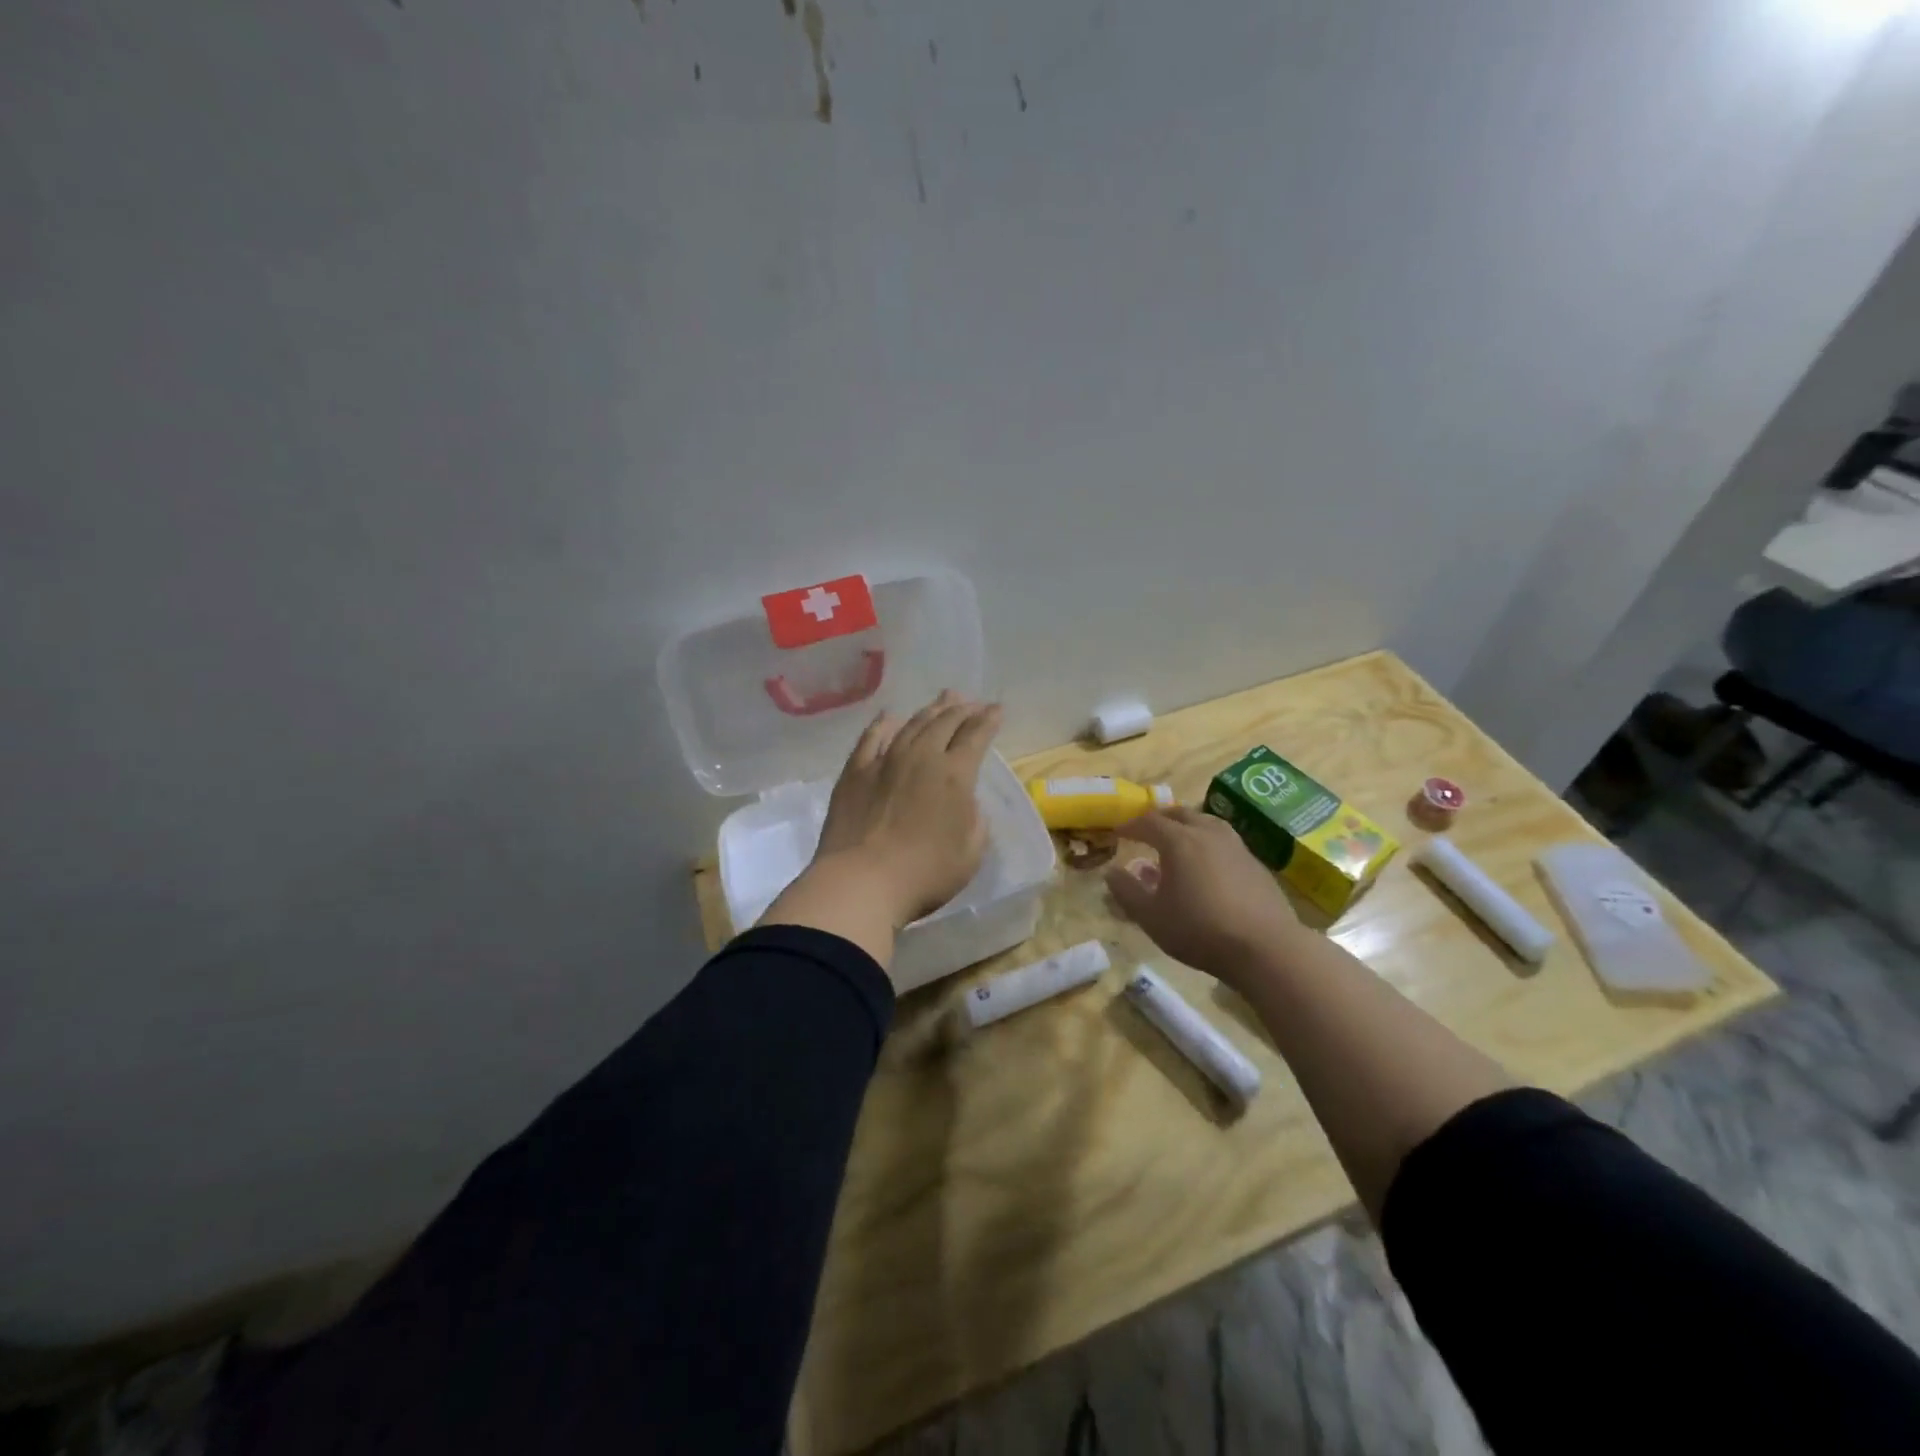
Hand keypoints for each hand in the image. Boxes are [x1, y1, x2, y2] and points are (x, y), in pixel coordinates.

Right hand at [1106, 808, 1304, 987]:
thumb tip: (1111, 872)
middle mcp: (1207, 833)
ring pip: (1206, 822)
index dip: (1131, 825)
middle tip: (1146, 831)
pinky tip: (1207, 865)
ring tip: (1178, 842)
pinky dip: (1208, 843)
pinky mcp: (1255, 863)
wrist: (1266, 948)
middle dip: (1159, 819)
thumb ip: (1127, 891)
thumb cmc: (1199, 930)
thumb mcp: (1151, 917)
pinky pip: (1224, 841)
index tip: (1118, 832)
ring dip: (1187, 826)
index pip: (1148, 821)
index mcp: (1178, 841)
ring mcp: (1236, 845)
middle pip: (1180, 814)